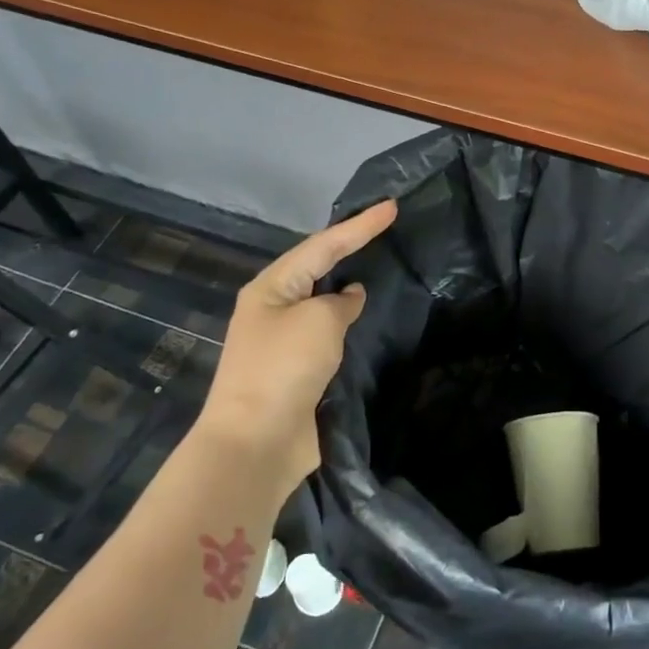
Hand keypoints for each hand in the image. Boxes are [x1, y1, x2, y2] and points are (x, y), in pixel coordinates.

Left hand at [197, 199, 397, 492]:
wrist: (257, 442)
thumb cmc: (284, 368)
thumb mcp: (319, 321)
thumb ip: (340, 302)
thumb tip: (349, 297)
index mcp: (272, 287)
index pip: (323, 245)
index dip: (360, 226)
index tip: (392, 207)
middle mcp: (276, 307)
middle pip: (319, 267)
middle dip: (351, 247)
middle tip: (386, 229)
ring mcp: (286, 340)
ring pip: (325, 301)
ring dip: (350, 285)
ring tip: (383, 265)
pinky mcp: (299, 369)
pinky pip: (330, 334)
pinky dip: (351, 322)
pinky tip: (371, 317)